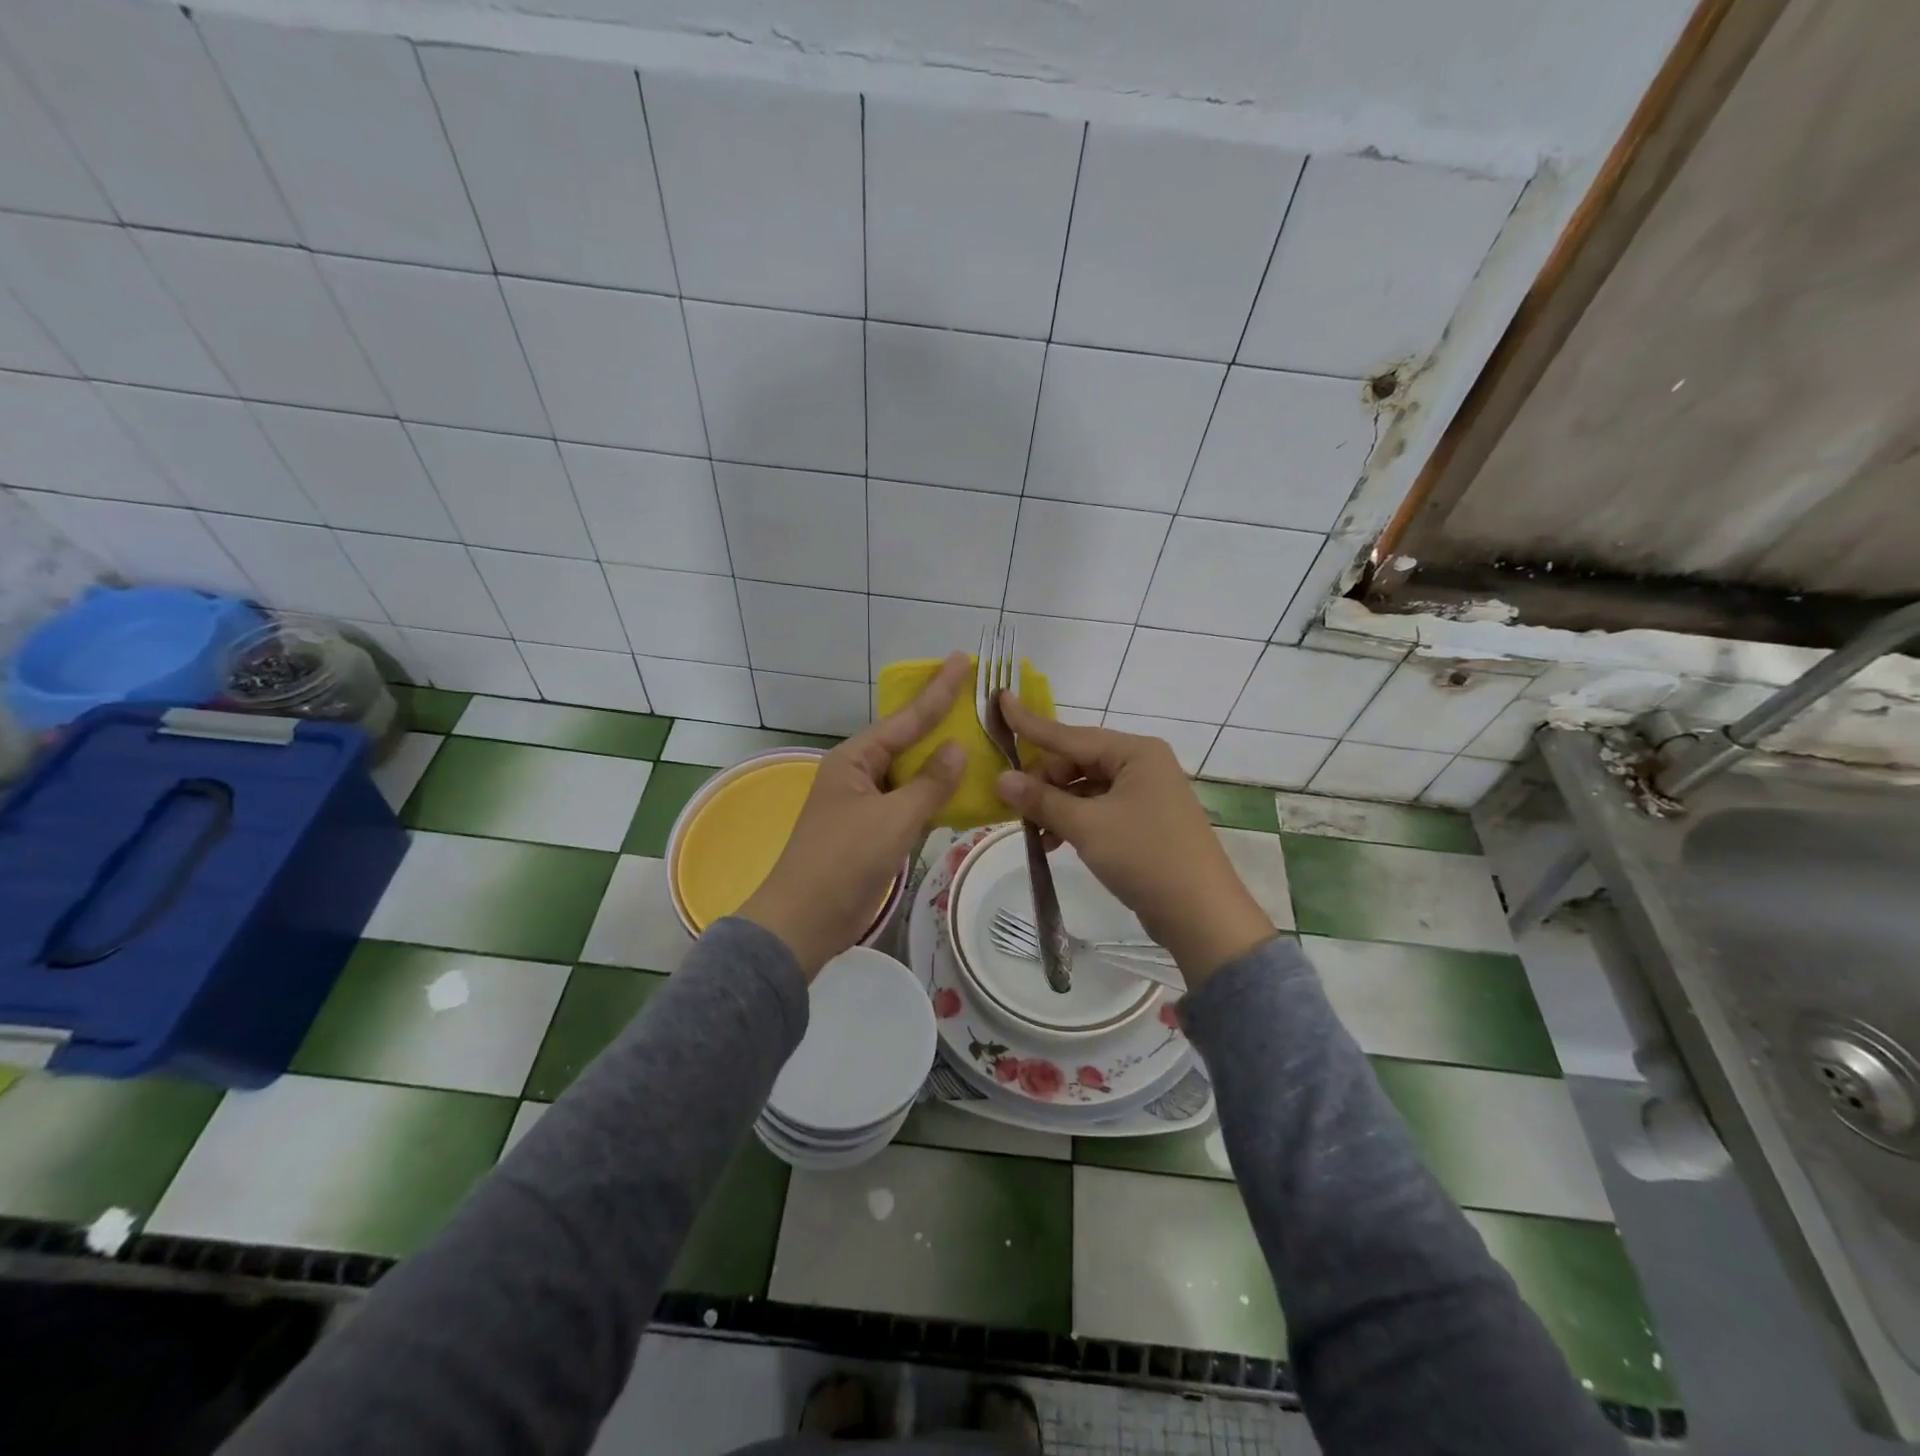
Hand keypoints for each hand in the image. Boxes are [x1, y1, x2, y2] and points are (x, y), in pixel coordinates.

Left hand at [740, 652, 970, 977]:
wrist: (805, 920)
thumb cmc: (845, 860)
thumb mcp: (893, 818)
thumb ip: (930, 783)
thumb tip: (957, 748)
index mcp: (855, 759)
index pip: (906, 718)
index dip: (938, 691)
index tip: (961, 659)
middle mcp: (858, 773)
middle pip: (907, 741)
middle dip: (942, 723)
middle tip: (978, 700)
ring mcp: (864, 803)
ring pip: (910, 774)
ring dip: (941, 764)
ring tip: (979, 742)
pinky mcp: (871, 831)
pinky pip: (908, 803)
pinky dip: (933, 797)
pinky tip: (961, 792)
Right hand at [993, 696, 1274, 984]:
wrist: (1201, 914)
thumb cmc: (1145, 856)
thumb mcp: (1087, 826)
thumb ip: (1042, 800)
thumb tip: (1000, 779)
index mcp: (1135, 752)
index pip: (1070, 734)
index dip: (1030, 724)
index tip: (1000, 701)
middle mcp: (1142, 764)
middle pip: (1077, 761)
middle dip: (1044, 781)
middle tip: (1011, 802)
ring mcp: (1145, 793)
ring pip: (1085, 787)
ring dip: (1056, 805)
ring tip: (1030, 830)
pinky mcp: (1144, 821)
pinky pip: (1098, 809)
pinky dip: (1074, 821)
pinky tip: (1052, 843)